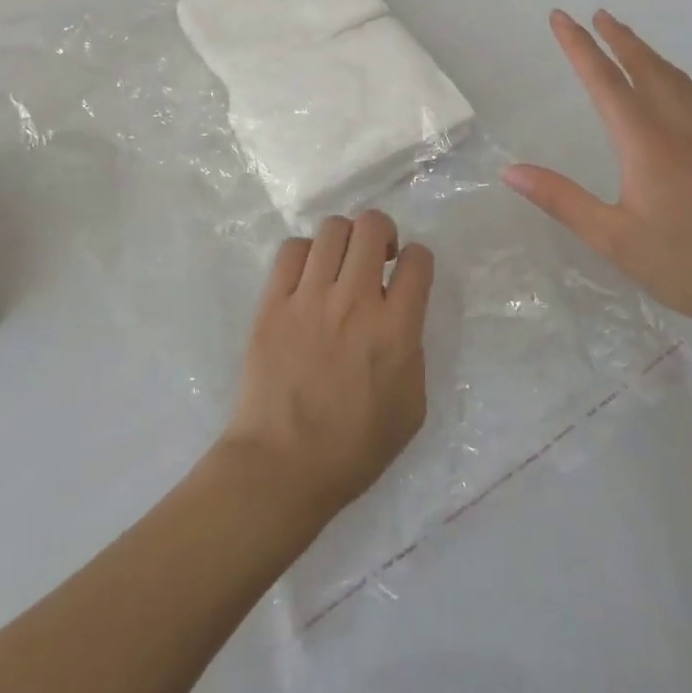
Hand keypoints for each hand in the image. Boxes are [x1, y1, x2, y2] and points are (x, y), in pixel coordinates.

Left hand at [220, 212, 434, 527]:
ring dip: (344, 240)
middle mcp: (355, 301)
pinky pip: (291, 250)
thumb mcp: (411, 407)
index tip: (408, 274)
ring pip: (332, 229)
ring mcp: (310, 298)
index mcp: (395, 329)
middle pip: (372, 227)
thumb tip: (400, 318)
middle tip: (377, 258)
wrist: (282, 466)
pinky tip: (307, 277)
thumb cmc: (354, 448)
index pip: (418, 260)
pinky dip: (305, 253)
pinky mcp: (273, 303)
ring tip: (340, 264)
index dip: (418, 260)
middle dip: (382, 233)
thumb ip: (413, 351)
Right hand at [503, 10, 691, 337]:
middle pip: (646, 70)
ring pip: (679, 81)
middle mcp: (680, 130)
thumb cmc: (680, 264)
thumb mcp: (610, 238)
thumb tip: (511, 171)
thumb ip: (560, 199)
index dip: (580, 48)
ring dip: (650, 55)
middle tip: (596, 15)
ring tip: (629, 40)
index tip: (561, 19)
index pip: (606, 84)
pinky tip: (687, 91)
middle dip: (618, 39)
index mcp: (647, 145)